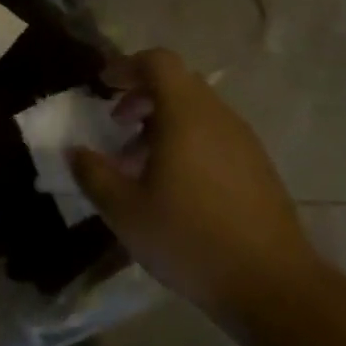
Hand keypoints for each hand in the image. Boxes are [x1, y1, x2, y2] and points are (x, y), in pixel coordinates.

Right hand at [69, 49, 323, 314]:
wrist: (270, 283)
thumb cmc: (189, 239)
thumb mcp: (125, 211)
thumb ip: (94, 173)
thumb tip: (75, 150)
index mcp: (186, 116)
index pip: (158, 62)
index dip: (126, 66)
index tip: (103, 86)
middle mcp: (218, 117)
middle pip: (178, 83)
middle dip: (142, 96)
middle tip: (116, 125)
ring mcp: (243, 141)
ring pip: (197, 111)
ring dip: (163, 122)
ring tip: (139, 163)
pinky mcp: (257, 166)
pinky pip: (215, 135)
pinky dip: (187, 142)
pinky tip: (174, 186)